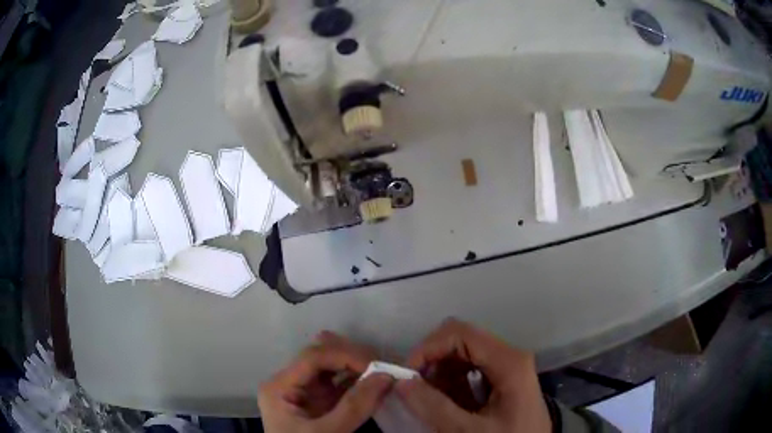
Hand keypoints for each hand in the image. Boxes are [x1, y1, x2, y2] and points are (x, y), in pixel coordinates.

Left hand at [258, 331, 393, 432]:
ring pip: (331, 369)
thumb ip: (355, 406)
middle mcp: (289, 384)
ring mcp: (304, 393)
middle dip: (353, 359)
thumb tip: (386, 375)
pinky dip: (358, 383)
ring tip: (382, 372)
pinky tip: (374, 384)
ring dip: (357, 368)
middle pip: (321, 358)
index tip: (378, 367)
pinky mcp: (318, 404)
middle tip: (384, 367)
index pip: (313, 358)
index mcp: (279, 387)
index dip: (346, 356)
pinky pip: (338, 386)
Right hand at [396, 319, 551, 432]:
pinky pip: (469, 369)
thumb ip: (434, 407)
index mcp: (508, 361)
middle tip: (415, 388)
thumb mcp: (468, 431)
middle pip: (461, 340)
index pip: (460, 333)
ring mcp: (506, 365)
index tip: (408, 374)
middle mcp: (508, 355)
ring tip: (429, 399)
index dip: (429, 347)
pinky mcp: (502, 378)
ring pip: (462, 354)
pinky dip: (450, 382)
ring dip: (440, 372)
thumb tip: (402, 382)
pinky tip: (445, 402)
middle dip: (433, 360)